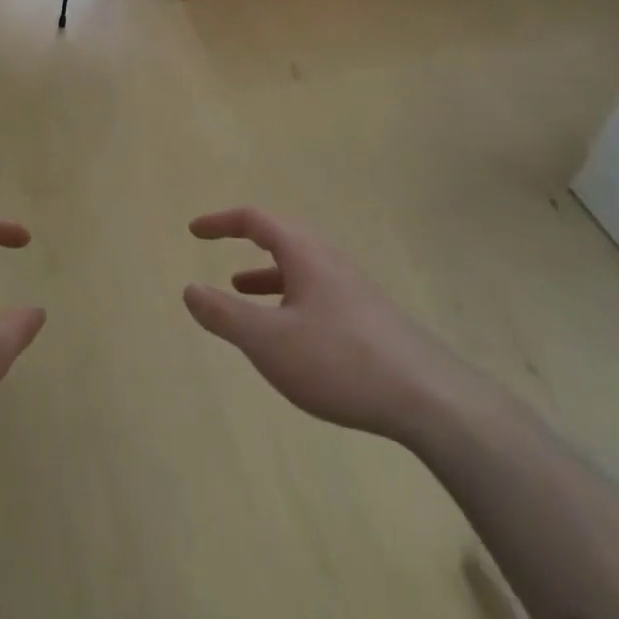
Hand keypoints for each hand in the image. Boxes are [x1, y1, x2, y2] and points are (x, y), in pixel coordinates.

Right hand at [183, 207, 482, 443]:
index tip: (194, 230)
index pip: (255, 219)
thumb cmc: (339, 360)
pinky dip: (288, 297)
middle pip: (282, 235)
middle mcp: (329, 259)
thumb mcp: (269, 341)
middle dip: (246, 239)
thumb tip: (189, 289)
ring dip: (265, 272)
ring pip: (299, 266)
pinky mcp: (367, 316)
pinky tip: (287, 331)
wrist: (429, 398)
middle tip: (217, 246)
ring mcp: (352, 287)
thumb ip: (225, 314)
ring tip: (239, 290)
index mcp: (304, 253)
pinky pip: (315, 290)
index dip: (221, 221)